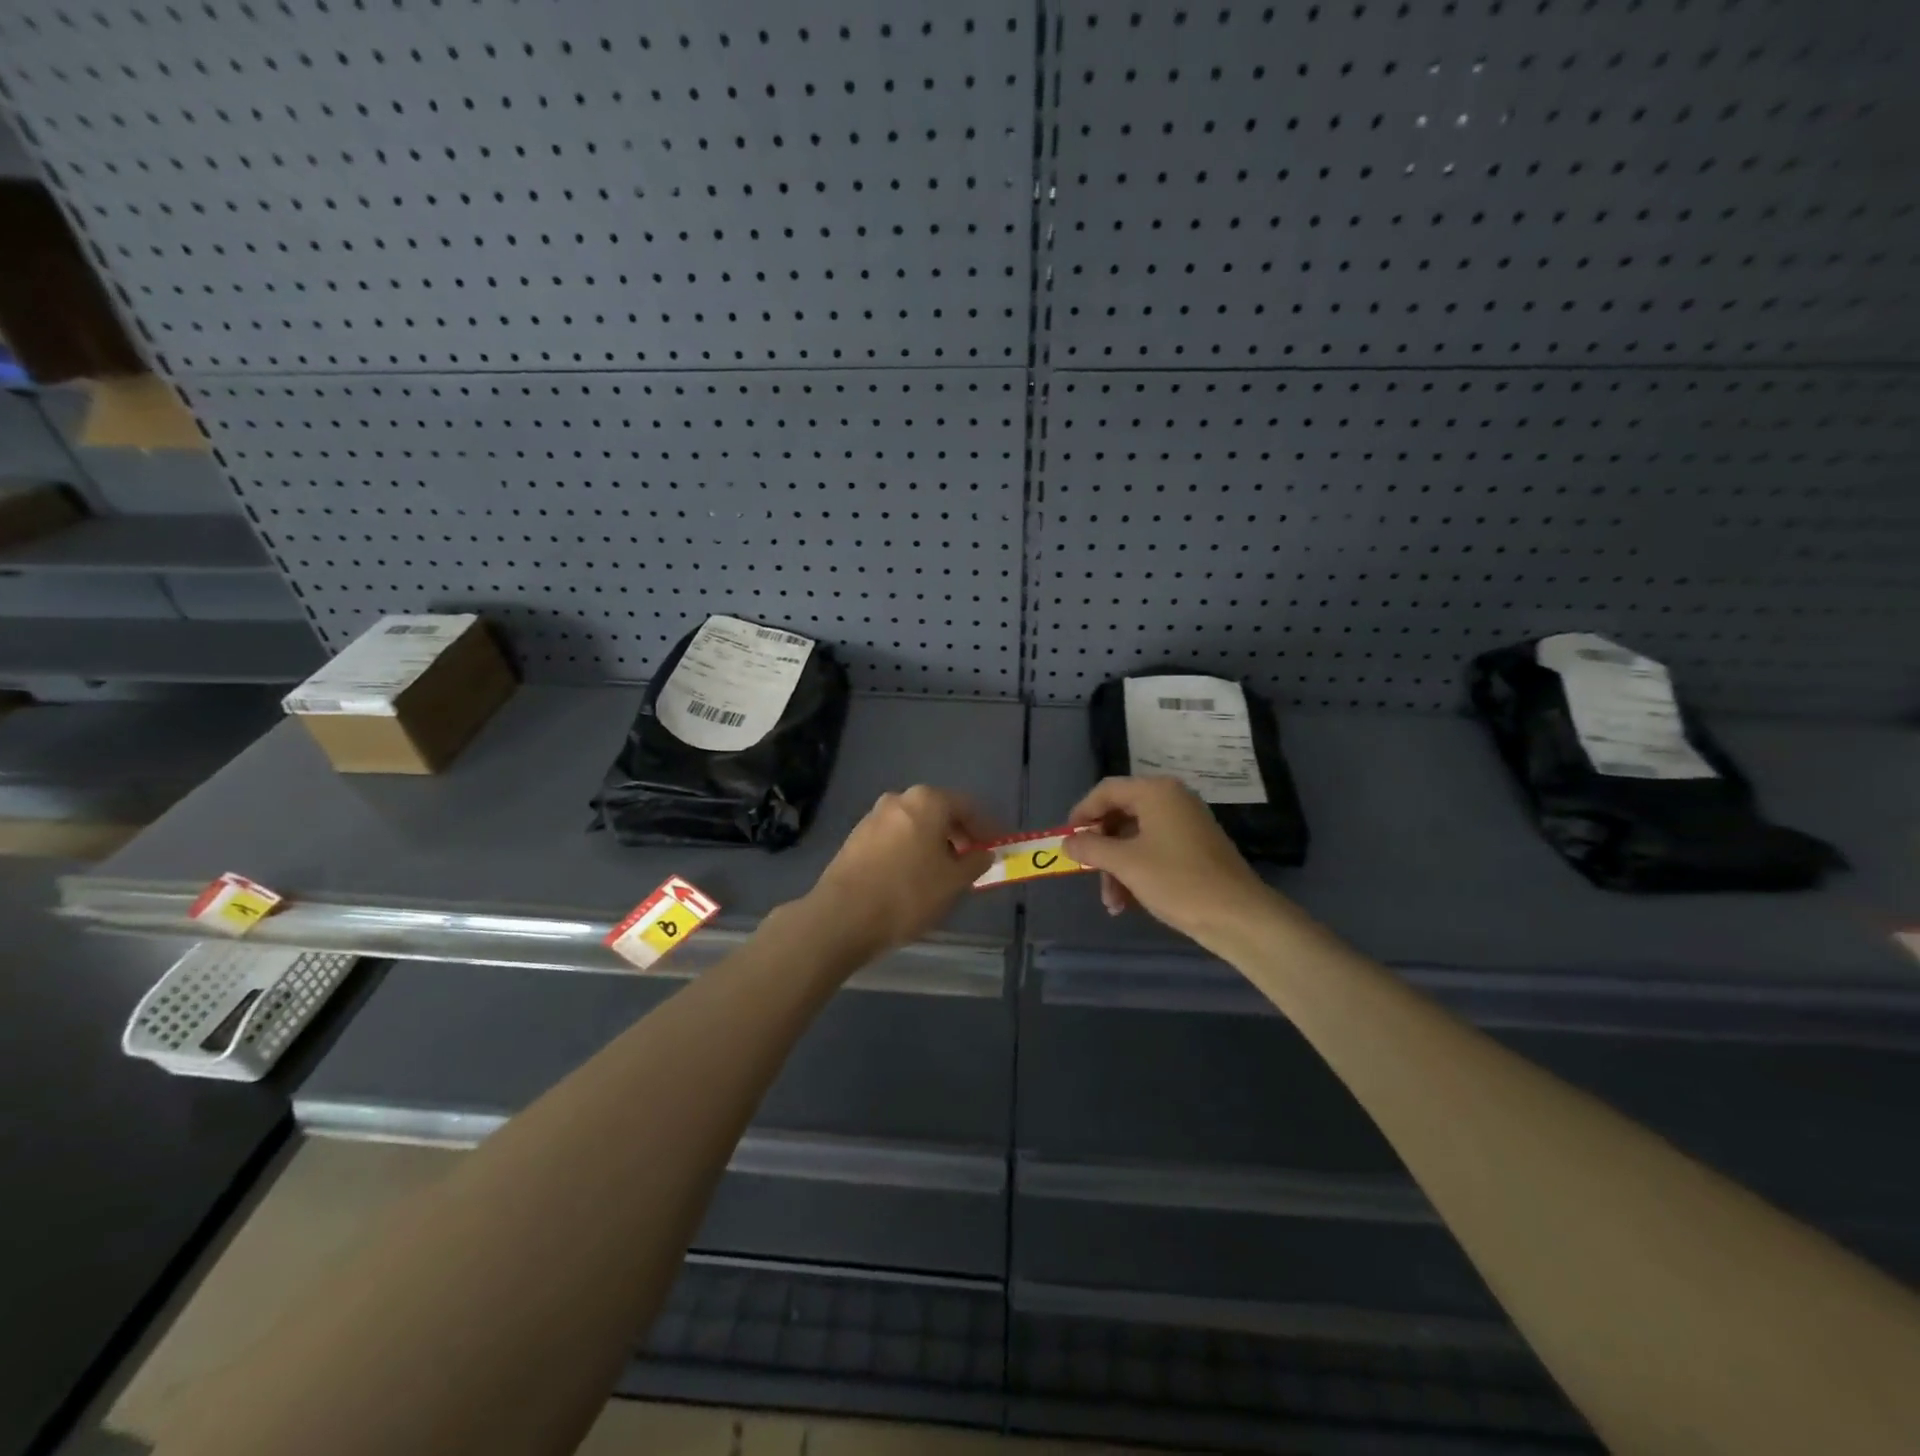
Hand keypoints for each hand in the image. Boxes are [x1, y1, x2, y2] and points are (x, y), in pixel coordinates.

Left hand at [800, 786, 997, 960]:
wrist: (842, 917)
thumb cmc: (908, 894)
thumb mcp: (953, 882)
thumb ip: (975, 862)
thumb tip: (984, 853)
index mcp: (926, 801)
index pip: (967, 806)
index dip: (986, 828)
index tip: (996, 848)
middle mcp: (898, 799)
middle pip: (939, 812)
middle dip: (958, 835)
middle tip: (971, 862)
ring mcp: (873, 817)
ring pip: (915, 825)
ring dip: (933, 843)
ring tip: (943, 874)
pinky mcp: (855, 838)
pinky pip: (894, 838)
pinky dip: (910, 851)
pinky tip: (913, 878)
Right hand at [1067, 776, 1275, 949]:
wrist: (1238, 916)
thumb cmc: (1177, 881)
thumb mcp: (1126, 864)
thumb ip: (1091, 848)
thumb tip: (1067, 842)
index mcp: (1156, 792)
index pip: (1106, 791)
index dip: (1082, 814)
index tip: (1067, 840)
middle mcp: (1172, 800)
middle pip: (1120, 814)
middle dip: (1101, 849)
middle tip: (1087, 874)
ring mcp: (1185, 824)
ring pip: (1135, 838)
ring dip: (1117, 868)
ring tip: (1112, 903)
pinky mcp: (1194, 848)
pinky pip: (1154, 851)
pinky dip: (1137, 872)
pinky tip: (1128, 903)